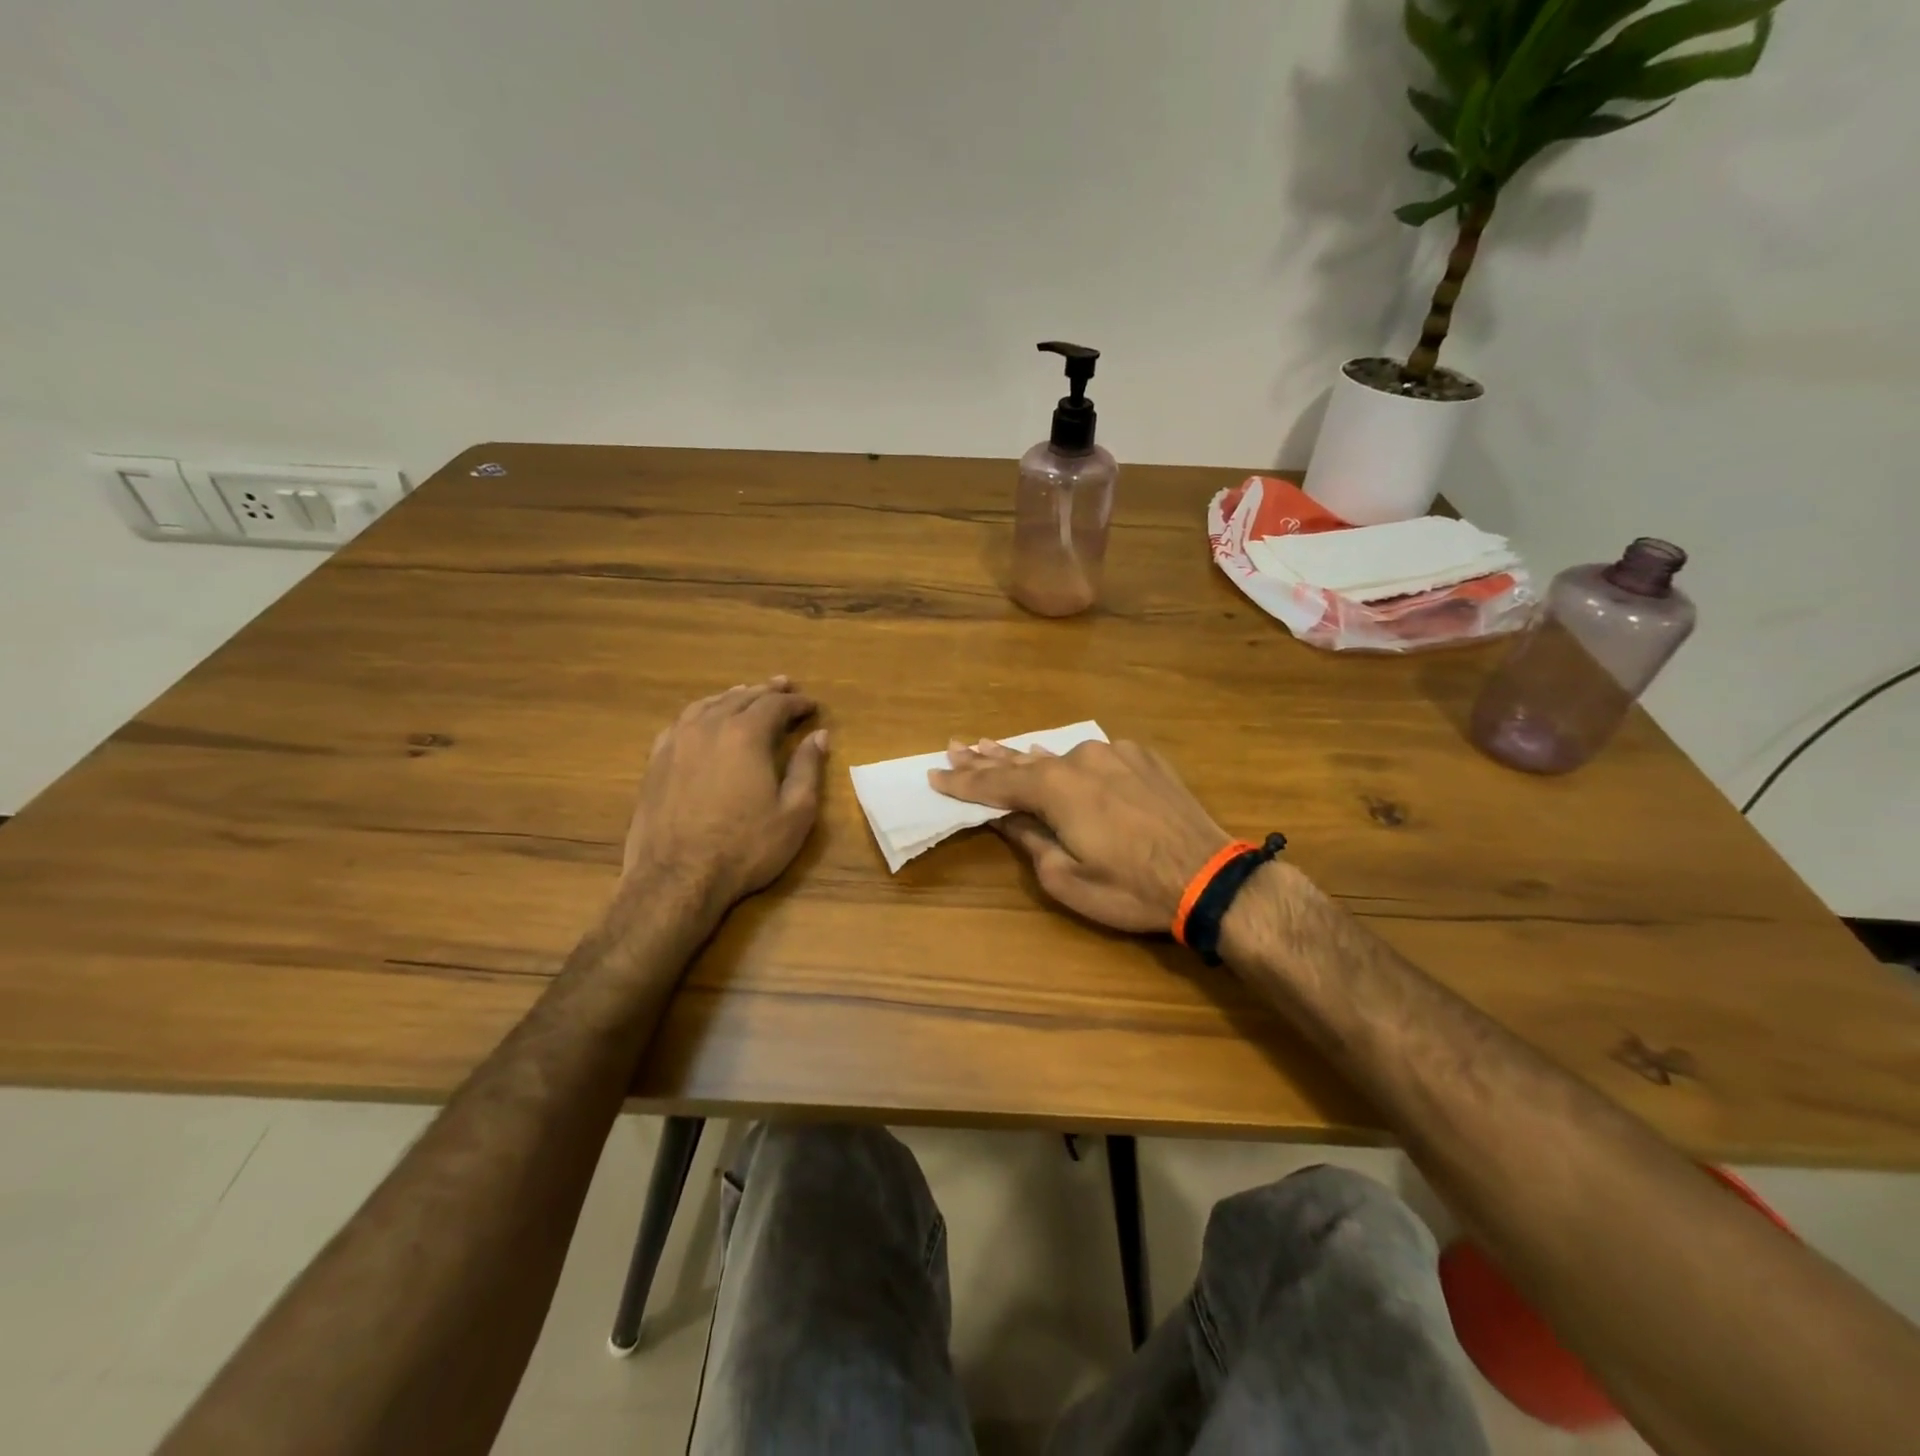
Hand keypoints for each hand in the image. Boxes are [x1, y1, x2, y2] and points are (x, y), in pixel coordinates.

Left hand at [622, 678, 827, 911]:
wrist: (676, 878)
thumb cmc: (744, 847)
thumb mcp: (794, 813)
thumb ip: (808, 769)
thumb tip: (819, 736)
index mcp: (745, 735)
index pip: (775, 705)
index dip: (796, 703)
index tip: (812, 706)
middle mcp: (709, 727)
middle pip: (741, 697)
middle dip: (766, 691)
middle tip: (784, 686)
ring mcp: (677, 742)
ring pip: (708, 705)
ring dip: (732, 696)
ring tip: (746, 693)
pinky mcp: (656, 761)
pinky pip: (681, 723)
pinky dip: (701, 713)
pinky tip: (704, 719)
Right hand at [930, 737, 1231, 932]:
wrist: (1210, 877)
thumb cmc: (1131, 888)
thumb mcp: (1067, 878)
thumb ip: (1031, 840)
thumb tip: (1004, 818)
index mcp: (1056, 788)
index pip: (996, 783)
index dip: (963, 782)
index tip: (934, 775)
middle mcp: (1081, 759)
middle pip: (1022, 759)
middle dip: (986, 757)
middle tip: (955, 746)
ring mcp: (1115, 753)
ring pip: (1058, 755)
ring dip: (1025, 756)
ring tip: (993, 746)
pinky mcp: (1143, 758)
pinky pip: (1093, 757)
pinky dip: (1068, 761)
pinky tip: (1055, 758)